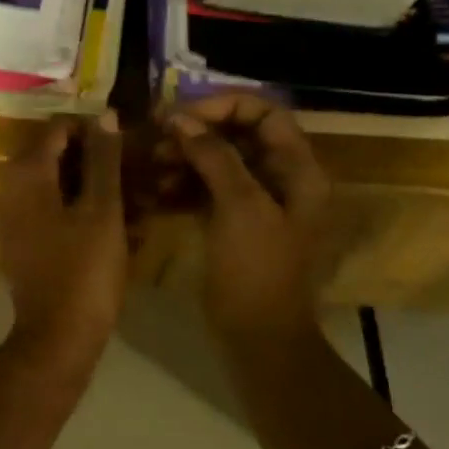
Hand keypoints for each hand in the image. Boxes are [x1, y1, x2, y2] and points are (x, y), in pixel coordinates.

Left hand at [0, 111, 128, 366]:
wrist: (57, 340)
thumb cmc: (83, 270)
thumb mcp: (102, 210)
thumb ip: (104, 159)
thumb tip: (106, 115)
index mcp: (26, 173)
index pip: (59, 129)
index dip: (95, 130)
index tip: (129, 144)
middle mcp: (12, 188)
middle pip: (58, 156)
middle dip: (99, 161)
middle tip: (137, 172)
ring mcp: (15, 217)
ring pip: (60, 185)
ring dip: (96, 188)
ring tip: (137, 201)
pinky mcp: (25, 242)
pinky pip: (56, 211)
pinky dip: (84, 211)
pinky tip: (121, 226)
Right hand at [163, 97, 329, 342]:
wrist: (259, 342)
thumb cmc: (257, 271)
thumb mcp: (239, 207)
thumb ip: (213, 155)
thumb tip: (180, 119)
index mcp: (298, 170)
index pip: (265, 112)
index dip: (223, 105)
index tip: (181, 115)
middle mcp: (282, 179)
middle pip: (239, 134)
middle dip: (197, 130)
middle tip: (156, 135)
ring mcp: (257, 202)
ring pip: (220, 160)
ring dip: (185, 156)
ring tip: (151, 163)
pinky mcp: (234, 223)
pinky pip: (208, 188)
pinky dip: (184, 183)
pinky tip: (155, 189)